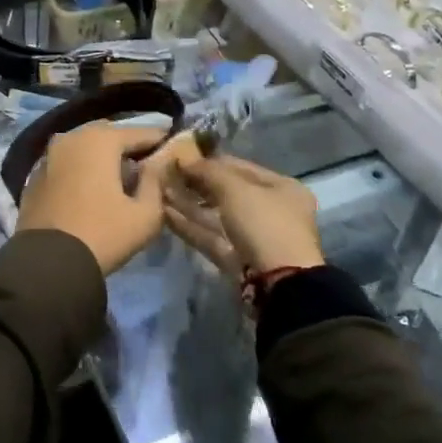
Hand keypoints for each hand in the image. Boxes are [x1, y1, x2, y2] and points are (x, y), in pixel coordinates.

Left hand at [16, 122, 195, 275]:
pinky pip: (67, 163)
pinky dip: (82, 169)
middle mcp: (72, 137)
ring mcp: (49, 155)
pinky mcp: (36, 176)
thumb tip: (158, 163)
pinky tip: (92, 189)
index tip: (174, 148)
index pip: (140, 132)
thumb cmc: (103, 234)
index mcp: (100, 140)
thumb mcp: (146, 214)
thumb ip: (156, 182)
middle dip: (128, 147)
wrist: (48, 263)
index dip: (160, 141)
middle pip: (109, 135)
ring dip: (103, 157)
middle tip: (146, 165)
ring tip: (120, 178)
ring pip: (84, 147)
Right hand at [164, 156, 322, 280]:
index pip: (240, 167)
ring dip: (189, 204)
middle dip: (196, 184)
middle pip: (227, 192)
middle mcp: (270, 211)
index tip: (181, 156)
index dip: (210, 161)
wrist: (279, 285)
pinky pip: (210, 236)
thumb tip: (185, 159)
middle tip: (166, 174)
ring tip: (160, 191)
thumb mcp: (237, 189)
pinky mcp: (236, 259)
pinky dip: (190, 226)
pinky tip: (165, 214)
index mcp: (281, 188)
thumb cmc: (264, 224)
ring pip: (216, 216)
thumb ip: (209, 172)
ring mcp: (253, 238)